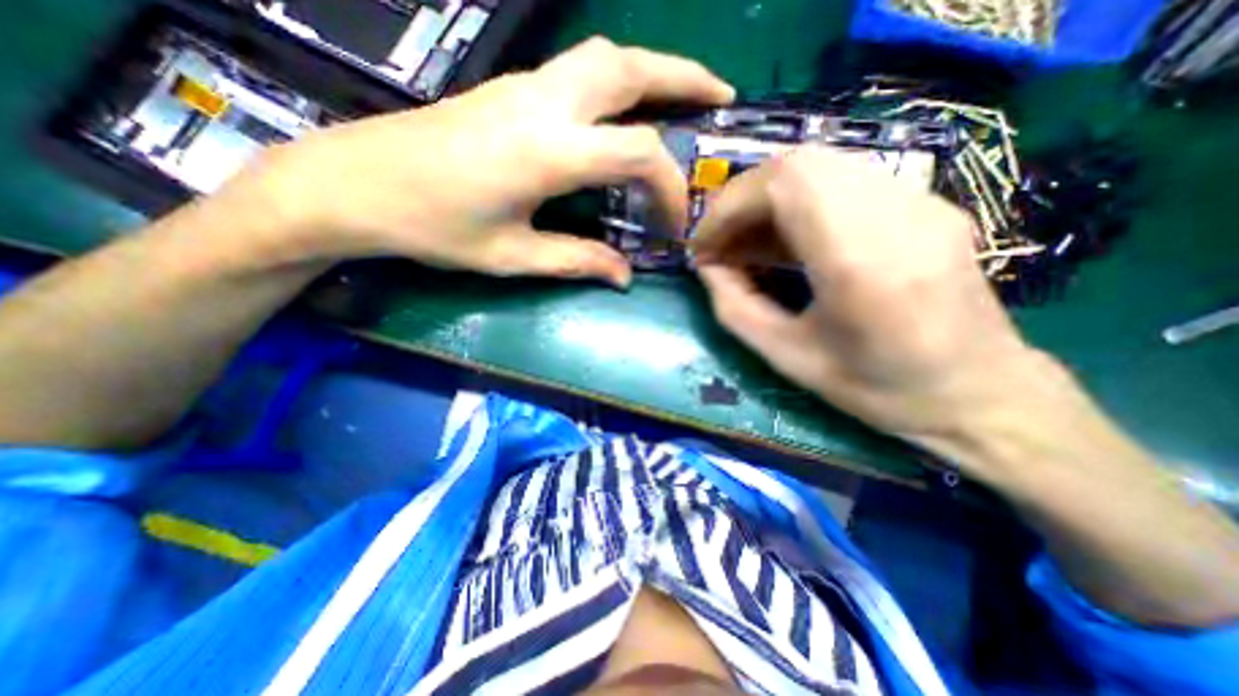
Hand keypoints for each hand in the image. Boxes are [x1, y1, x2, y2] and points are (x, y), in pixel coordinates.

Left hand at [228, 37, 733, 288]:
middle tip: (720, 97)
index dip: (669, 187)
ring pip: (606, 56)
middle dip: (684, 76)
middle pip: (629, 67)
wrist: (358, 184)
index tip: (674, 223)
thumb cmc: (435, 227)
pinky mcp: (512, 89)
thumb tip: (623, 276)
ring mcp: (526, 87)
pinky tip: (627, 107)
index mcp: (547, 151)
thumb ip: (576, 261)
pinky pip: (581, 70)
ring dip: (654, 68)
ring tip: (684, 94)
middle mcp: (544, 104)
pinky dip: (621, 80)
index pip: (638, 152)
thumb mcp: (513, 256)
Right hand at [693, 146, 1048, 446]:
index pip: (784, 184)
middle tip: (722, 242)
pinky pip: (845, 181)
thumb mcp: (787, 357)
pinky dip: (799, 202)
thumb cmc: (877, 388)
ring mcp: (920, 201)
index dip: (729, 207)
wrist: (978, 394)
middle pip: (800, 163)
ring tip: (748, 242)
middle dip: (743, 199)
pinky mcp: (925, 204)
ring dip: (769, 199)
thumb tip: (707, 267)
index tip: (703, 246)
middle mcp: (897, 214)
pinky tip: (788, 239)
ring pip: (821, 166)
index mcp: (861, 261)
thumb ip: (734, 308)